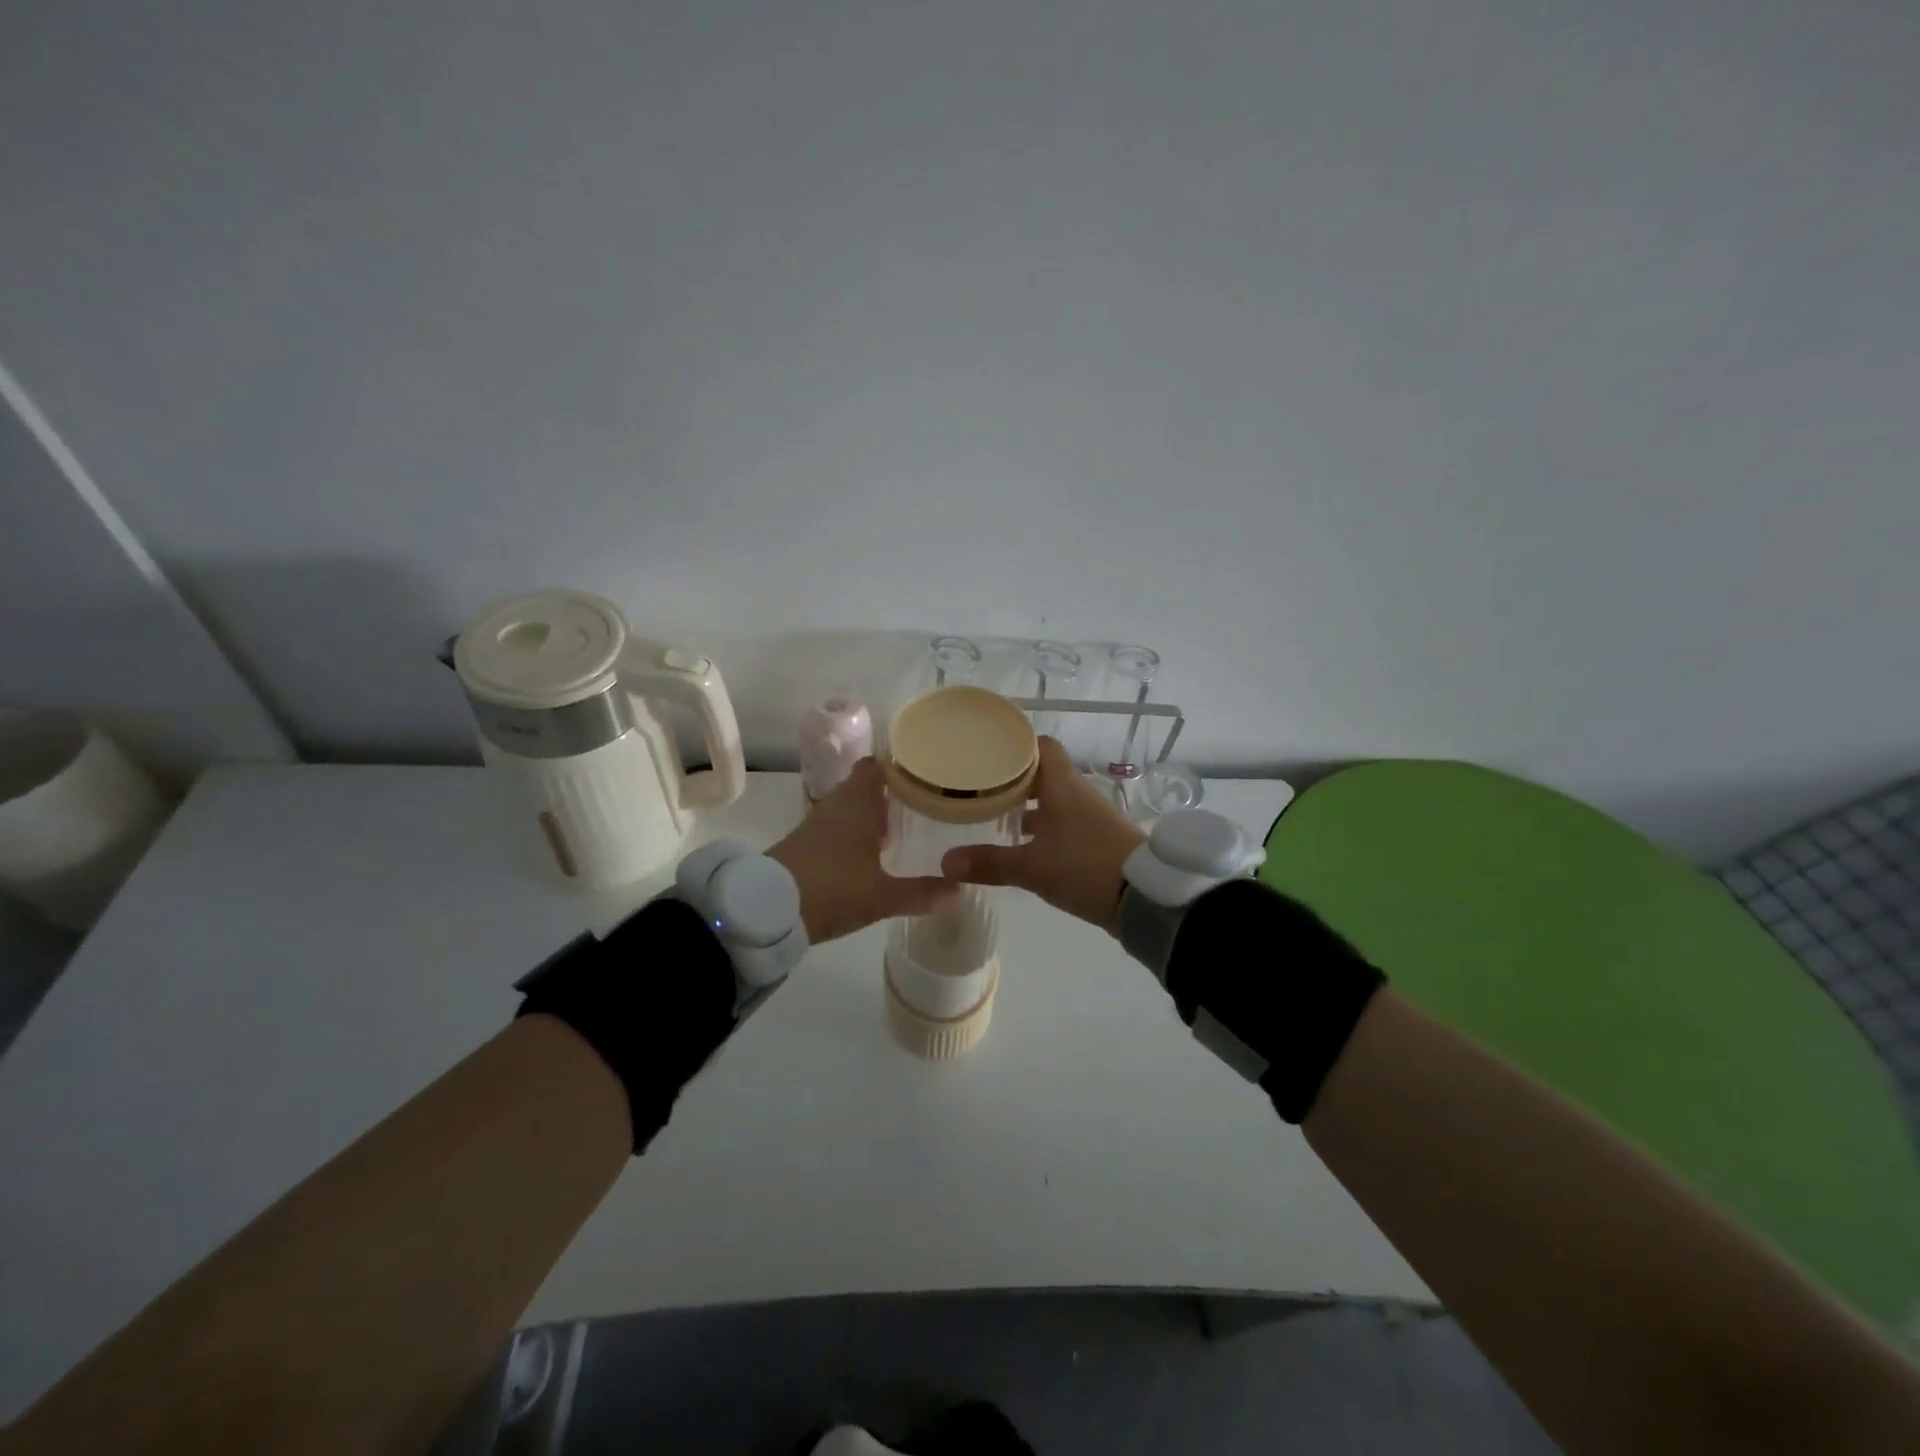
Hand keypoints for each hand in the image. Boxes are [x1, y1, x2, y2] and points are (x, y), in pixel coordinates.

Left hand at [767, 759, 955, 943]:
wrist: (767, 909)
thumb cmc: (832, 889)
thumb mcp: (882, 896)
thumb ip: (921, 893)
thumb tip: (960, 891)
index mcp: (858, 805)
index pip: (876, 766)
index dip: (897, 765)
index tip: (922, 771)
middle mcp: (837, 806)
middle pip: (864, 786)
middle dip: (889, 793)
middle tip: (921, 803)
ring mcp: (816, 825)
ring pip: (848, 808)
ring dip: (870, 814)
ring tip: (900, 828)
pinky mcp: (802, 845)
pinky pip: (835, 827)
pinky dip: (853, 833)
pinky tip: (868, 854)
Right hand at [940, 736, 1146, 927]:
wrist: (1146, 898)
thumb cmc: (1085, 868)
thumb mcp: (1032, 868)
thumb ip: (990, 863)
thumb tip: (946, 861)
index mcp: (1063, 785)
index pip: (1041, 746)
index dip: (1015, 745)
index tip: (986, 751)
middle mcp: (1077, 794)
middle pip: (1043, 773)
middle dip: (1012, 778)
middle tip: (978, 785)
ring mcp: (1090, 818)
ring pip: (1052, 799)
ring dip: (1027, 805)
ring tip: (992, 814)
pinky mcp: (1096, 841)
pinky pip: (1063, 822)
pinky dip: (1042, 827)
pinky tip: (1021, 845)